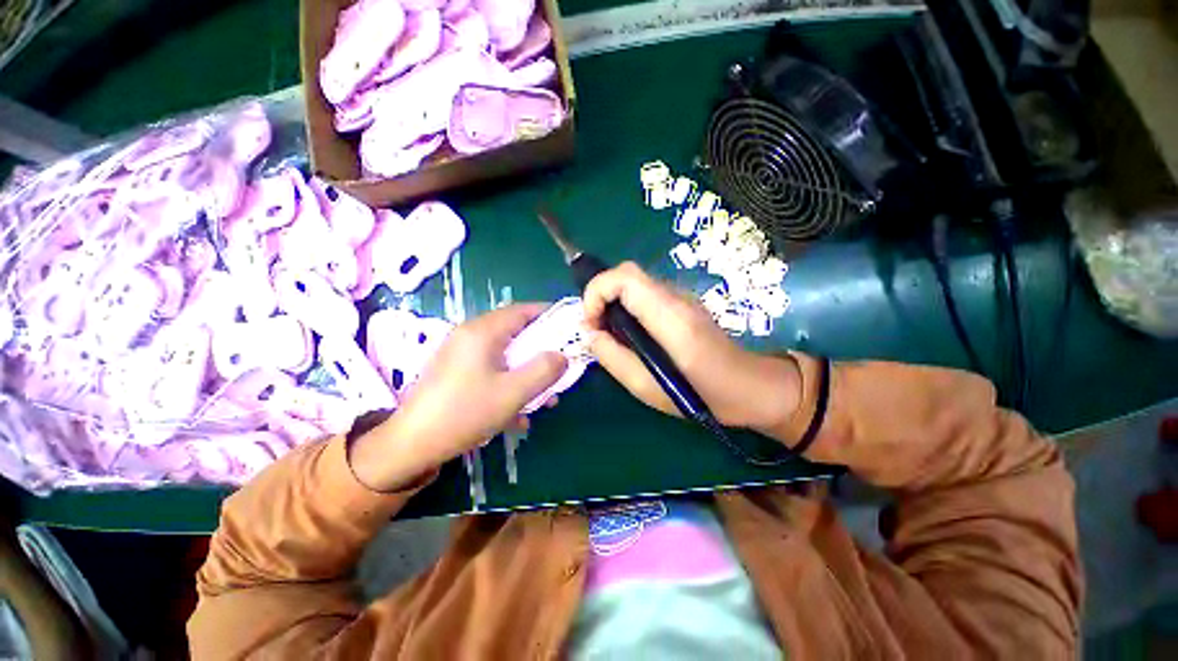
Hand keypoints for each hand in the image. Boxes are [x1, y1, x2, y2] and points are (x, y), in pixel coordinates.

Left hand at [350, 304, 566, 490]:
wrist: (411, 445)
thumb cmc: (465, 413)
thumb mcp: (513, 393)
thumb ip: (544, 370)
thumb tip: (562, 356)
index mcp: (483, 332)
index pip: (523, 310)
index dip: (549, 315)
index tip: (569, 329)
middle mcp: (470, 335)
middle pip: (515, 331)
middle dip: (541, 349)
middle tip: (559, 365)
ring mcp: (461, 353)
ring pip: (505, 353)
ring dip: (526, 370)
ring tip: (544, 396)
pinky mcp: (456, 371)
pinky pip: (491, 368)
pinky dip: (508, 381)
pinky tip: (517, 412)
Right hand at [583, 262, 800, 433]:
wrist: (751, 387)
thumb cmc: (703, 396)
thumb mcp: (648, 388)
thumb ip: (613, 358)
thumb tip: (589, 334)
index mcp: (670, 317)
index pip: (624, 277)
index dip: (596, 292)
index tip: (590, 323)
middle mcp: (676, 297)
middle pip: (627, 273)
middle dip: (601, 296)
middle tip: (597, 330)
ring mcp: (682, 297)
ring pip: (635, 283)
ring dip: (613, 302)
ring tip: (612, 335)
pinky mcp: (682, 303)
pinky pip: (645, 294)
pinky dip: (628, 307)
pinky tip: (632, 335)